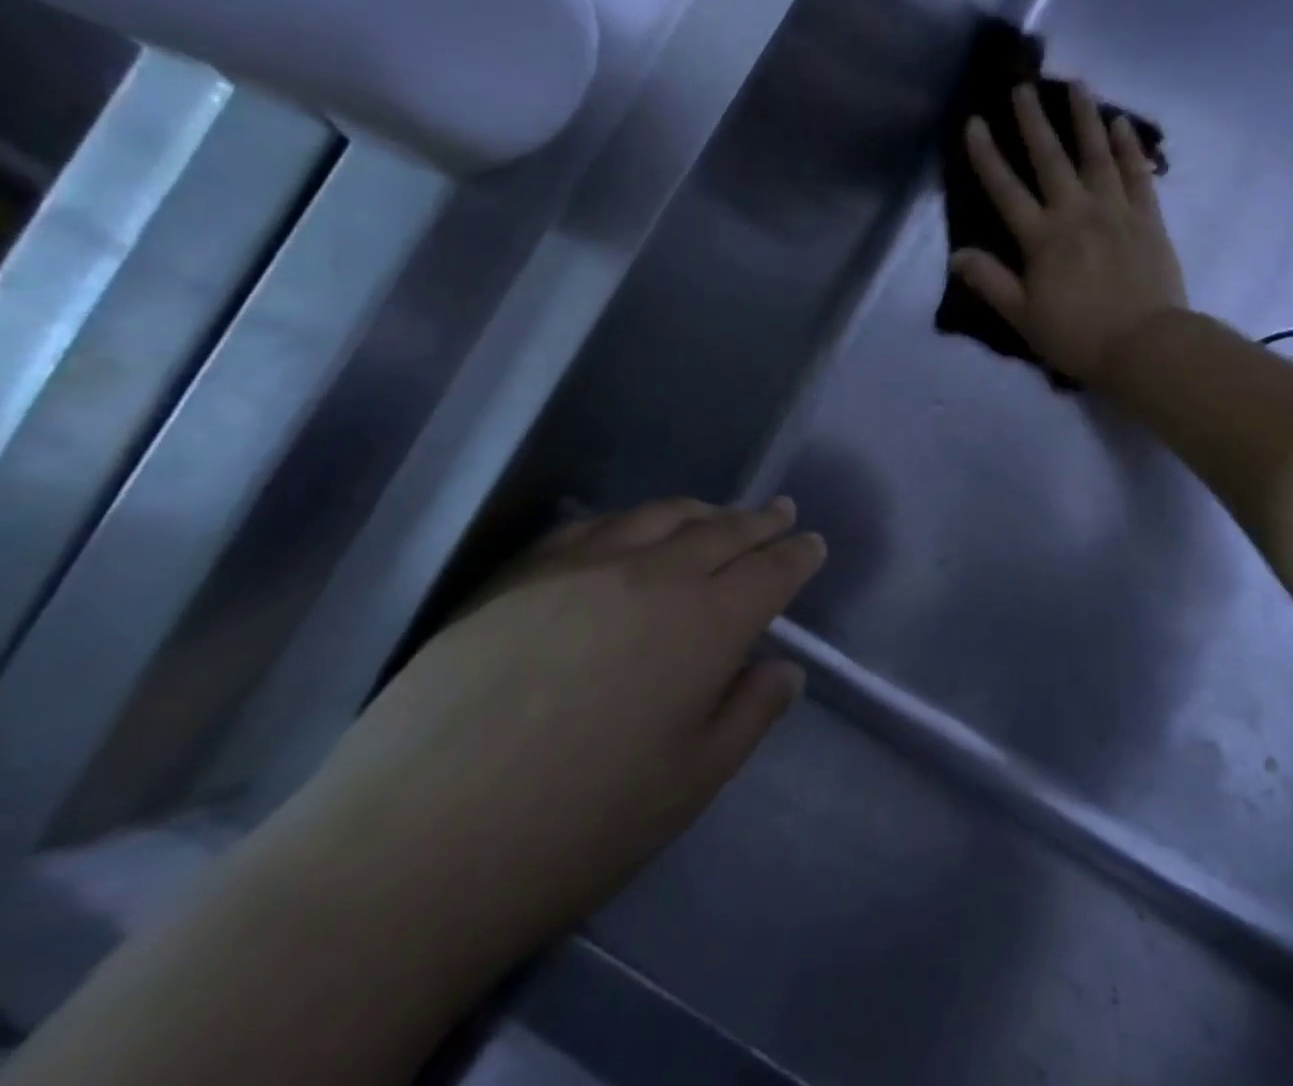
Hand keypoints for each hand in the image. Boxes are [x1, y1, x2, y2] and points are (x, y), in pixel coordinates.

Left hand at [266, 498, 822, 967]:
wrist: (414, 846)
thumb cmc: (579, 826)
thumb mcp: (691, 782)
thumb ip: (750, 713)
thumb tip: (784, 668)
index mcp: (707, 624)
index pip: (770, 572)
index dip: (797, 555)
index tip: (812, 544)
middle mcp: (654, 576)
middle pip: (722, 531)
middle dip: (759, 521)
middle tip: (780, 511)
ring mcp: (582, 567)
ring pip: (660, 517)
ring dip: (701, 511)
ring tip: (717, 513)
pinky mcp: (519, 574)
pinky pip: (591, 526)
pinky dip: (629, 520)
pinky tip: (628, 529)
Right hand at [952, 81, 1186, 383]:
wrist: (1145, 345)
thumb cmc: (1078, 336)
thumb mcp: (1023, 316)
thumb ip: (990, 281)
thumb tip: (956, 254)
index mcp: (1042, 238)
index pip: (1006, 190)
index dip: (987, 156)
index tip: (974, 122)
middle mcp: (1076, 213)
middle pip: (1051, 160)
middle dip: (1034, 122)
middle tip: (1023, 86)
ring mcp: (1115, 211)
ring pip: (1097, 155)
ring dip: (1085, 118)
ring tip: (1078, 84)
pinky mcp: (1148, 218)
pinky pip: (1138, 174)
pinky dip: (1129, 147)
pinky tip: (1121, 123)